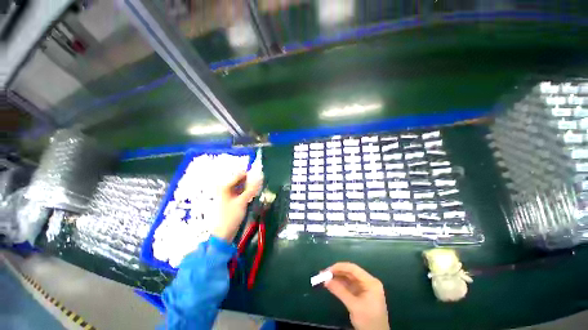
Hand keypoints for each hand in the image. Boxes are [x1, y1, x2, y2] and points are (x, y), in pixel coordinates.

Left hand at [212, 172, 261, 241]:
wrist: (223, 234)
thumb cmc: (230, 216)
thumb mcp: (242, 202)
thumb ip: (251, 189)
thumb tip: (260, 178)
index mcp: (225, 187)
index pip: (239, 175)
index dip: (250, 174)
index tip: (261, 175)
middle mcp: (226, 189)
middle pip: (240, 180)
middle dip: (251, 181)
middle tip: (261, 182)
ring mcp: (229, 195)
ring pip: (242, 187)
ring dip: (250, 187)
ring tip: (258, 189)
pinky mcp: (232, 200)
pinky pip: (241, 193)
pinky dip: (248, 193)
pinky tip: (253, 195)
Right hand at [325, 262, 389, 329]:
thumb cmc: (369, 321)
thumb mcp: (354, 306)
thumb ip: (340, 291)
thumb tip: (326, 280)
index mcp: (371, 282)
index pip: (353, 269)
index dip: (340, 267)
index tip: (328, 269)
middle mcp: (368, 282)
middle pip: (350, 273)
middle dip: (337, 272)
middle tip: (323, 273)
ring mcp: (364, 288)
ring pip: (348, 278)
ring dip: (337, 278)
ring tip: (324, 278)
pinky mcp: (360, 294)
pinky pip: (348, 285)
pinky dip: (339, 285)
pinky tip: (331, 284)